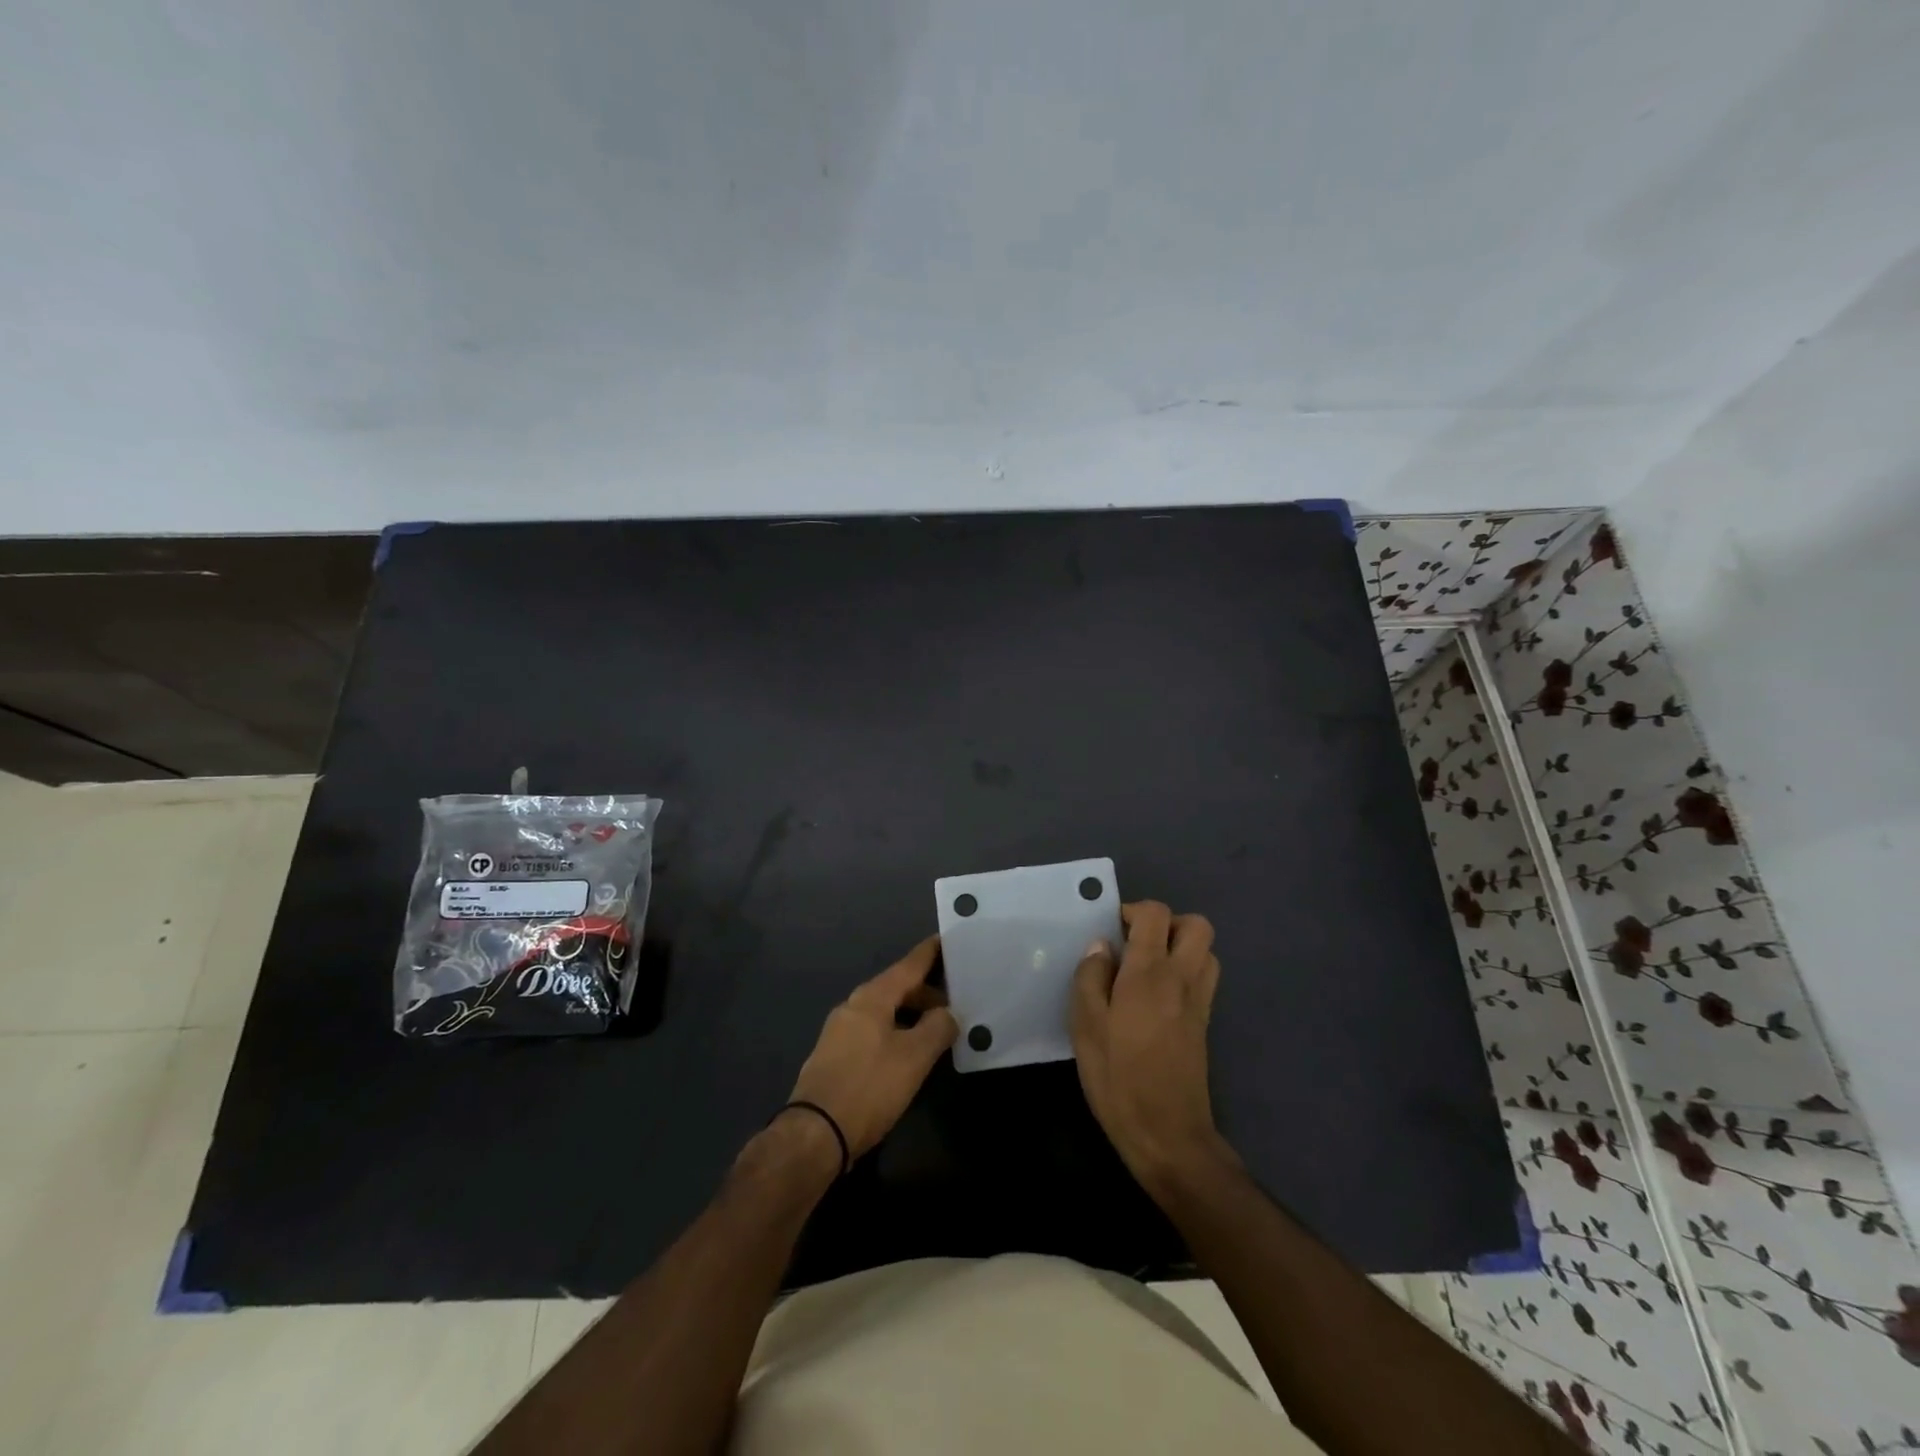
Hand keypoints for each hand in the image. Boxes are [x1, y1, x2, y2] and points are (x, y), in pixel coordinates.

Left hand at [786, 935, 957, 1159]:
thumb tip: (949, 1013)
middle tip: (957, 1000)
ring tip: (939, 1029)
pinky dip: (896, 1032)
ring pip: (885, 1012)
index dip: (929, 953)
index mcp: (871, 997)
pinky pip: (874, 1032)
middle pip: (896, 988)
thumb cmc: (869, 1087)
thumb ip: (937, 1029)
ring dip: (912, 1015)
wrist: (815, 1134)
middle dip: (926, 992)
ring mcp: (840, 1032)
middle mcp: (853, 1006)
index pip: (908, 965)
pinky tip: (910, 1053)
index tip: (947, 939)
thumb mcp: (914, 1058)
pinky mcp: (836, 1057)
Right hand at [1072, 901, 1233, 1190]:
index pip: (1155, 915)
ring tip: (1147, 968)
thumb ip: (1090, 978)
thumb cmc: (1119, 1079)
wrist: (1169, 1136)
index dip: (1133, 910)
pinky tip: (1156, 998)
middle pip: (1196, 925)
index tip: (1111, 930)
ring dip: (1181, 947)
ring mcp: (1199, 1002)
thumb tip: (1101, 946)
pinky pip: (1204, 978)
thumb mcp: (1086, 1027)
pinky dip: (1186, 972)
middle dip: (1167, 923)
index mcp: (1149, 974)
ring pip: (1206, 951)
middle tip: (1136, 944)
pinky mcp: (1205, 1024)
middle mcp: (1182, 979)